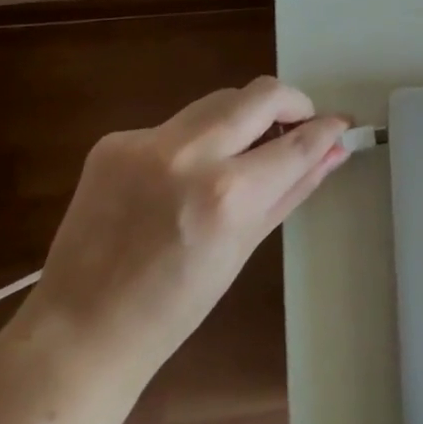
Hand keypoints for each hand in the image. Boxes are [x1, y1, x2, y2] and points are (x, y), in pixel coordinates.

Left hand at [25, 78, 348, 380]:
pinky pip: (175, 124)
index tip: (341, 123)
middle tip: (298, 125)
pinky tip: (182, 177)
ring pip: (218, 102)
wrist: (81, 329)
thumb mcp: (245, 246)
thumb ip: (293, 188)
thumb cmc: (176, 306)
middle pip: (261, 93)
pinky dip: (194, 141)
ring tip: (242, 153)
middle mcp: (189, 155)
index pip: (297, 142)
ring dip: (243, 118)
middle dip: (292, 103)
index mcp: (228, 194)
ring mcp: (146, 142)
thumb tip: (335, 151)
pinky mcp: (113, 140)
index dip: (327, 128)